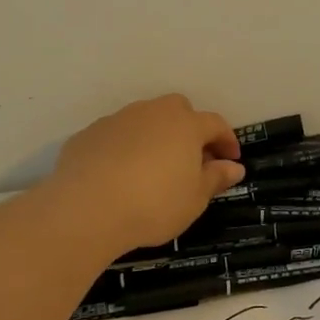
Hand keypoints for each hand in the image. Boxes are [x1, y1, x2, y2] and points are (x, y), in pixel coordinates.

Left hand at [47, 95, 243, 255]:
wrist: (86, 210)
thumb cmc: (153, 204)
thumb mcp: (194, 199)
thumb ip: (215, 178)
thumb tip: (233, 167)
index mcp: (185, 125)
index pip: (215, 124)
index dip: (227, 140)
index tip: (231, 160)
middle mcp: (153, 113)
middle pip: (179, 110)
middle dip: (190, 129)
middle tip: (192, 158)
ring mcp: (118, 120)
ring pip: (145, 119)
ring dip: (155, 136)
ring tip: (154, 167)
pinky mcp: (89, 134)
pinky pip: (117, 135)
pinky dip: (125, 148)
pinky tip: (120, 174)